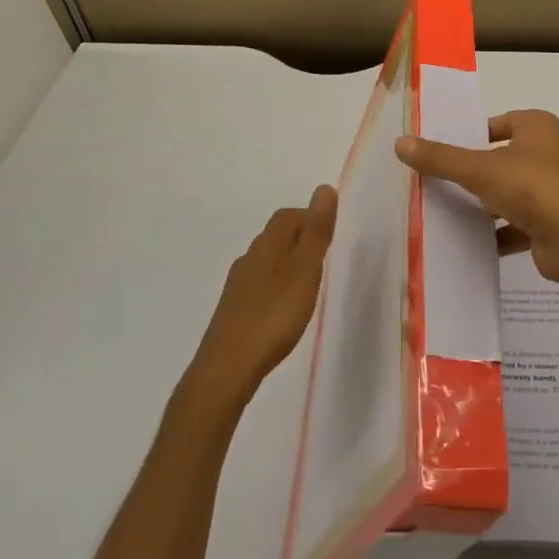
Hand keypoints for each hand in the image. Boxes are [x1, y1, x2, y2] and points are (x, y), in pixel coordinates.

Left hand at [186, 186, 337, 406]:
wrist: (227, 369)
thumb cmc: (273, 316)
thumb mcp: (304, 271)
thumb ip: (316, 232)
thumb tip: (324, 188)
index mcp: (266, 246)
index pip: (287, 216)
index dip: (309, 217)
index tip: (331, 233)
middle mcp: (248, 259)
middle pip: (276, 237)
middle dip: (300, 239)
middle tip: (326, 258)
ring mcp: (237, 287)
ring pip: (267, 262)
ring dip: (288, 264)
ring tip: (310, 284)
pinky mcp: (233, 312)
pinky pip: (260, 286)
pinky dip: (277, 286)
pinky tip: (285, 309)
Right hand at [395, 110, 558, 320]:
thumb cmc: (535, 189)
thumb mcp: (481, 169)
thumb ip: (441, 158)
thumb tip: (399, 143)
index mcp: (538, 127)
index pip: (494, 123)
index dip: (466, 133)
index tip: (433, 148)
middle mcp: (546, 153)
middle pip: (496, 158)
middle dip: (467, 171)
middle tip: (425, 178)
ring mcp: (549, 190)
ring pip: (503, 192)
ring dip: (477, 203)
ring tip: (435, 209)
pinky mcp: (547, 224)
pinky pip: (510, 224)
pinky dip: (490, 232)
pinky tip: (460, 240)